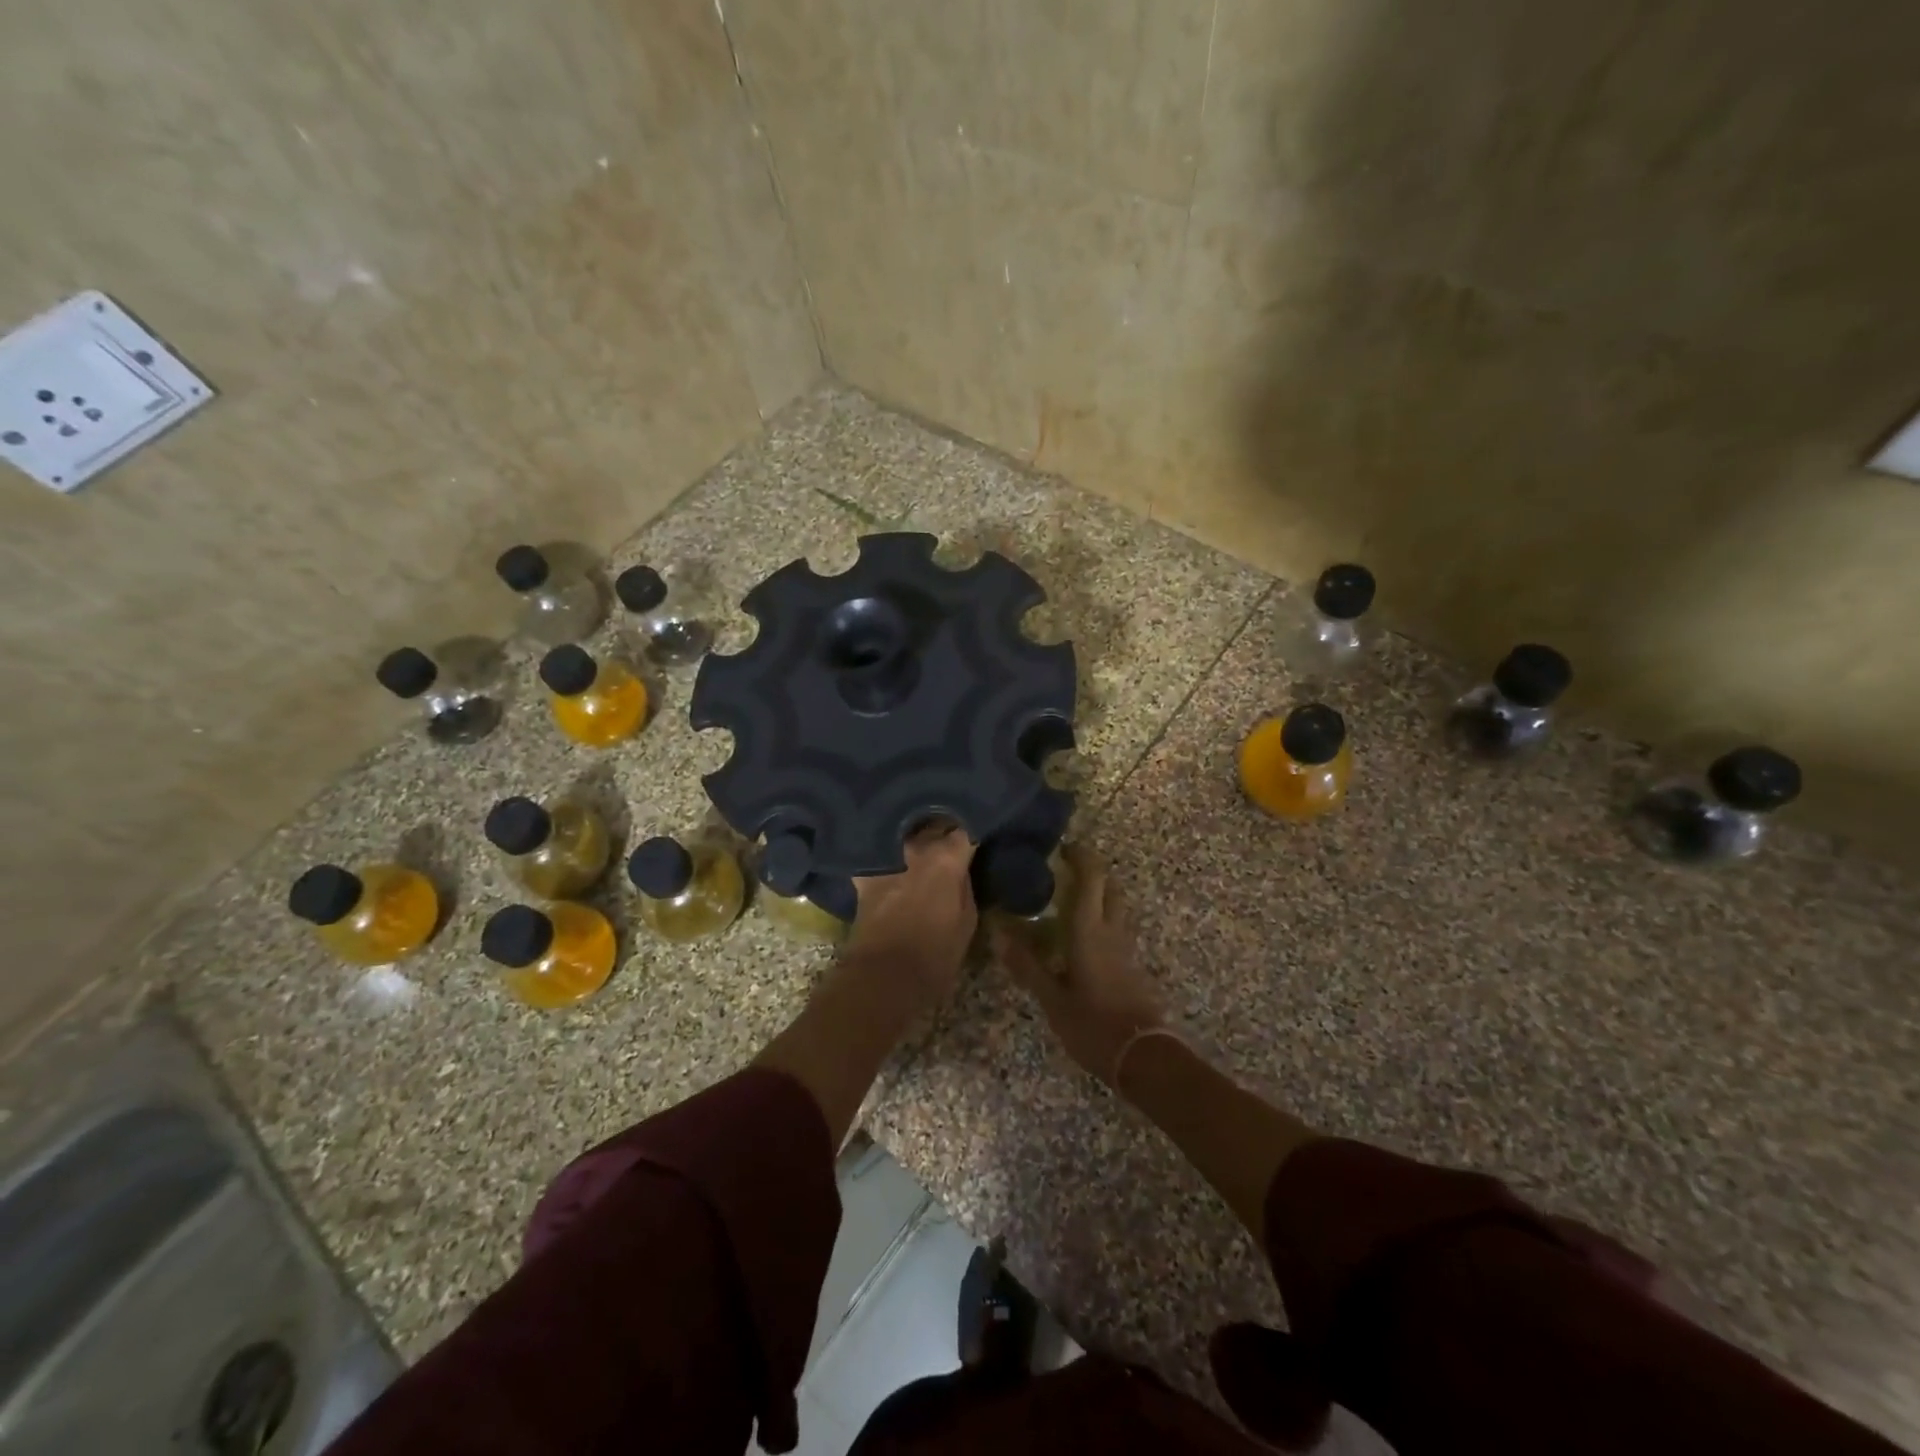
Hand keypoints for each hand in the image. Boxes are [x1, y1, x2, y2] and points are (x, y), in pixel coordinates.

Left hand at [846, 823, 978, 1009]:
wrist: (883, 977)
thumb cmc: (935, 954)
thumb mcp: (967, 921)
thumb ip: (964, 884)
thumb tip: (960, 866)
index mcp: (947, 857)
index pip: (964, 829)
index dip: (969, 832)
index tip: (973, 837)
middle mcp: (916, 847)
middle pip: (933, 824)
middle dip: (942, 827)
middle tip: (950, 838)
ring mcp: (887, 857)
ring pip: (905, 834)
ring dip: (914, 836)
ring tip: (921, 843)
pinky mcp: (865, 874)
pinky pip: (878, 853)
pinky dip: (886, 854)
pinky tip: (890, 858)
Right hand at [995, 844, 1166, 1085]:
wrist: (1144, 1057)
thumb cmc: (1093, 1024)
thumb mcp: (1052, 998)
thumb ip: (1027, 964)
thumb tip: (998, 932)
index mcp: (1090, 929)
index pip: (1092, 877)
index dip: (1081, 856)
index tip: (1062, 847)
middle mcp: (1112, 930)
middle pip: (1109, 886)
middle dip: (1091, 872)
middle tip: (1063, 872)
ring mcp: (1127, 948)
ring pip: (1116, 907)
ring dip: (1098, 896)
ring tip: (1068, 903)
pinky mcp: (1133, 965)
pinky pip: (1118, 929)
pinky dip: (1102, 921)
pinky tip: (1081, 940)